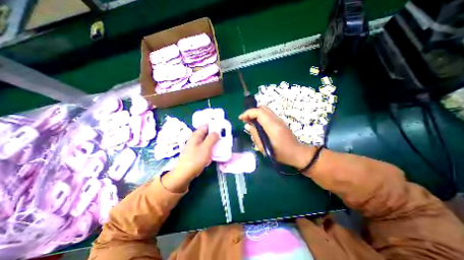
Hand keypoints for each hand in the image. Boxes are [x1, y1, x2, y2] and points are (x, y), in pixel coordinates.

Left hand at [162, 126, 219, 192]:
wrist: (185, 173)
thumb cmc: (196, 159)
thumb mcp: (206, 147)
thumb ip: (212, 138)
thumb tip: (216, 132)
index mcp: (196, 135)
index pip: (206, 126)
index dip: (214, 126)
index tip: (222, 129)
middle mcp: (195, 139)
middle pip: (207, 133)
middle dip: (215, 136)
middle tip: (223, 138)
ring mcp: (196, 146)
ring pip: (207, 141)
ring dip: (213, 143)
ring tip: (220, 146)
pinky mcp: (196, 152)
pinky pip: (205, 148)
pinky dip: (210, 149)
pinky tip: (214, 153)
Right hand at [239, 106, 315, 169]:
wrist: (297, 153)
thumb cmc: (280, 153)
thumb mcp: (264, 148)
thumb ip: (255, 135)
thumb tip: (247, 125)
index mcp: (272, 126)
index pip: (259, 112)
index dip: (248, 113)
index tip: (241, 118)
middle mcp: (276, 120)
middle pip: (262, 108)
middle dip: (251, 112)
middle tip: (245, 120)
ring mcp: (279, 119)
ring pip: (265, 110)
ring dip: (256, 113)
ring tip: (250, 122)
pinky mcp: (280, 121)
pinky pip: (268, 114)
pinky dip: (260, 115)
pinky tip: (258, 124)